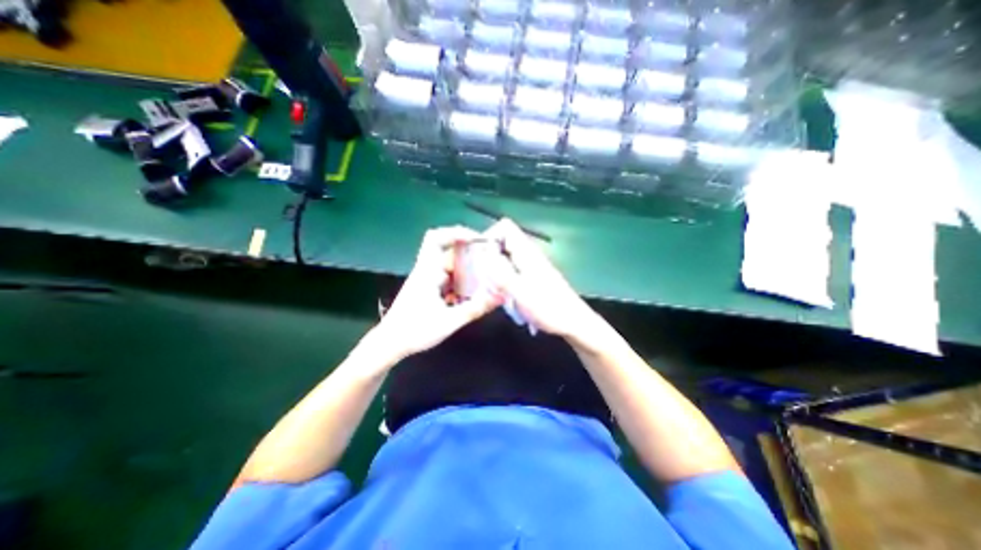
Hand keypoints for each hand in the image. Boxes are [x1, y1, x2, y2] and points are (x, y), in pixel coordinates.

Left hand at [371, 226, 500, 361]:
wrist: (390, 343)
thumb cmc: (415, 331)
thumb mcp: (449, 321)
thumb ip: (475, 308)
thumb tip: (500, 296)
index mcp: (427, 271)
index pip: (437, 238)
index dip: (456, 232)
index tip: (477, 239)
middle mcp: (426, 270)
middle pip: (447, 249)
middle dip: (468, 250)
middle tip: (488, 257)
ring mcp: (427, 279)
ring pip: (449, 264)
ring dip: (466, 266)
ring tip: (485, 274)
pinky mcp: (428, 288)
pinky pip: (448, 276)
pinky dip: (461, 279)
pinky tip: (471, 292)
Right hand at [482, 218, 598, 339]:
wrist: (573, 323)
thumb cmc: (548, 308)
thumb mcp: (520, 292)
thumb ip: (500, 271)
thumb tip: (483, 252)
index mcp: (526, 253)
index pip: (505, 227)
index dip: (489, 236)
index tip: (478, 256)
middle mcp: (528, 255)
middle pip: (502, 243)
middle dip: (488, 256)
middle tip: (482, 277)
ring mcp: (531, 266)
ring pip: (505, 258)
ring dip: (495, 270)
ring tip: (491, 288)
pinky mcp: (533, 277)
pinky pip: (511, 270)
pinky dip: (503, 279)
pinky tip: (503, 295)